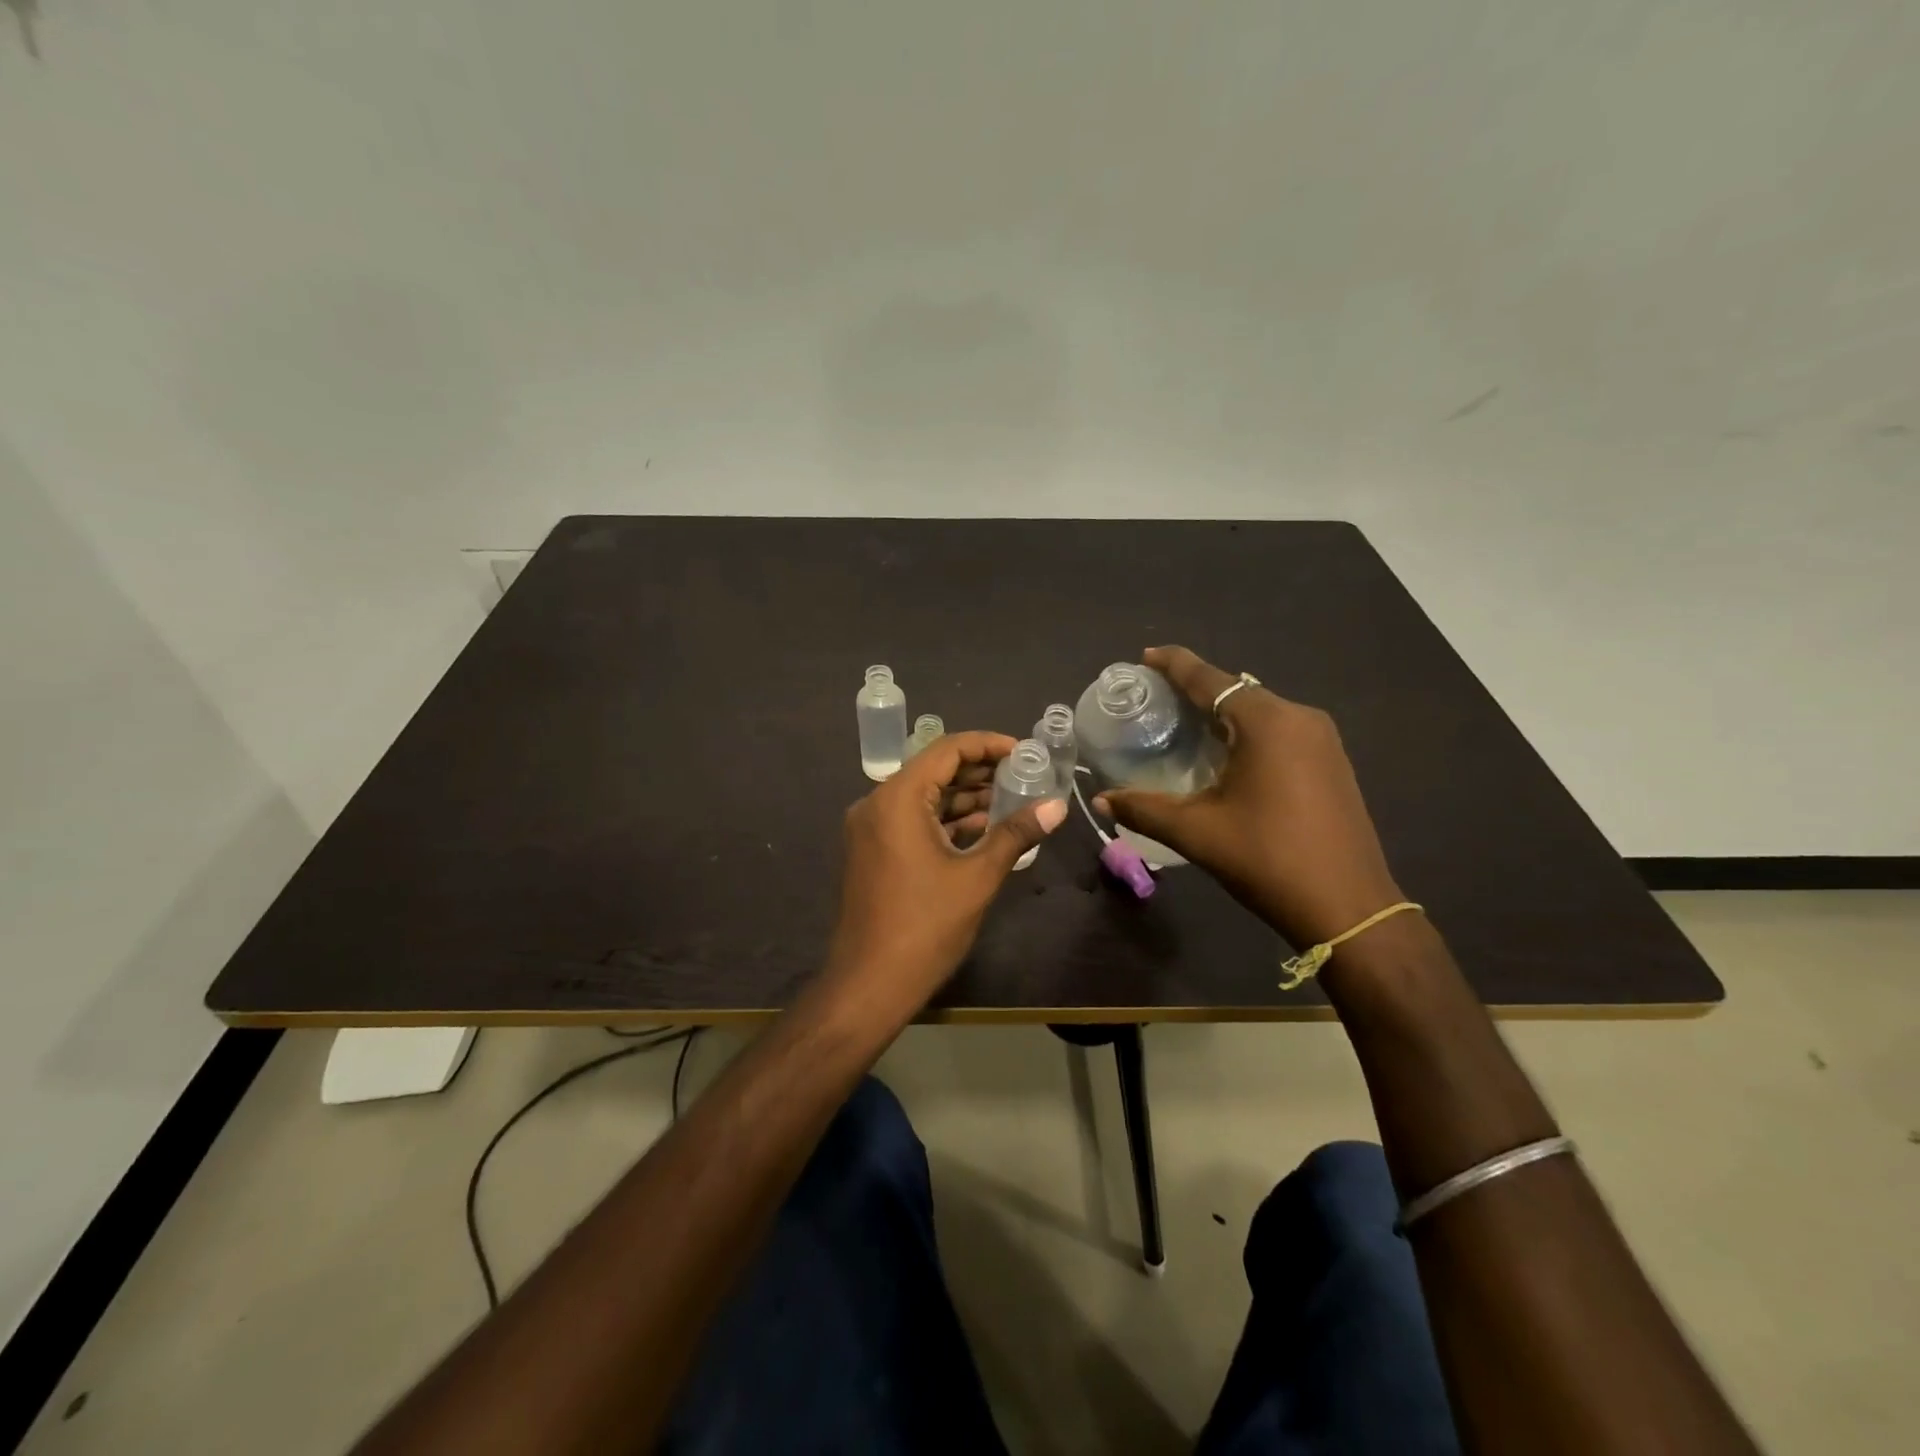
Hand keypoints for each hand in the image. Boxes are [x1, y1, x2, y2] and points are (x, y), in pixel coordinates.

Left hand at [825, 731, 1067, 1011]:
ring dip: (965, 798)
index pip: (947, 749)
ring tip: (1013, 801)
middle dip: (980, 772)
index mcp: (897, 798)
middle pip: (934, 770)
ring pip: (924, 797)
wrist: (869, 985)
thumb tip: (1057, 806)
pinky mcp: (873, 851)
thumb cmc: (925, 927)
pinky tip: (983, 829)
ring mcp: (871, 829)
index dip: (989, 745)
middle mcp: (877, 803)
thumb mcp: (978, 877)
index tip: (1025, 753)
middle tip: (1025, 776)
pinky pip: (912, 821)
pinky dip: (946, 821)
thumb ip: (1016, 834)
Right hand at [1095, 646, 1402, 948]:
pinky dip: (1246, 733)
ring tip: (1183, 726)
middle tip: (1155, 700)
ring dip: (1221, 714)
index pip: (1210, 679)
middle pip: (1236, 691)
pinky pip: (1279, 731)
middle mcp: (1299, 718)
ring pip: (1259, 712)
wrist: (1349, 907)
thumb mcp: (1197, 832)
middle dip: (1195, 690)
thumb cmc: (1268, 859)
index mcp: (1268, 722)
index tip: (1145, 656)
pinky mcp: (1332, 762)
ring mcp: (1322, 740)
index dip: (1174, 665)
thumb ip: (1144, 808)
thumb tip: (1101, 800)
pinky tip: (1224, 755)